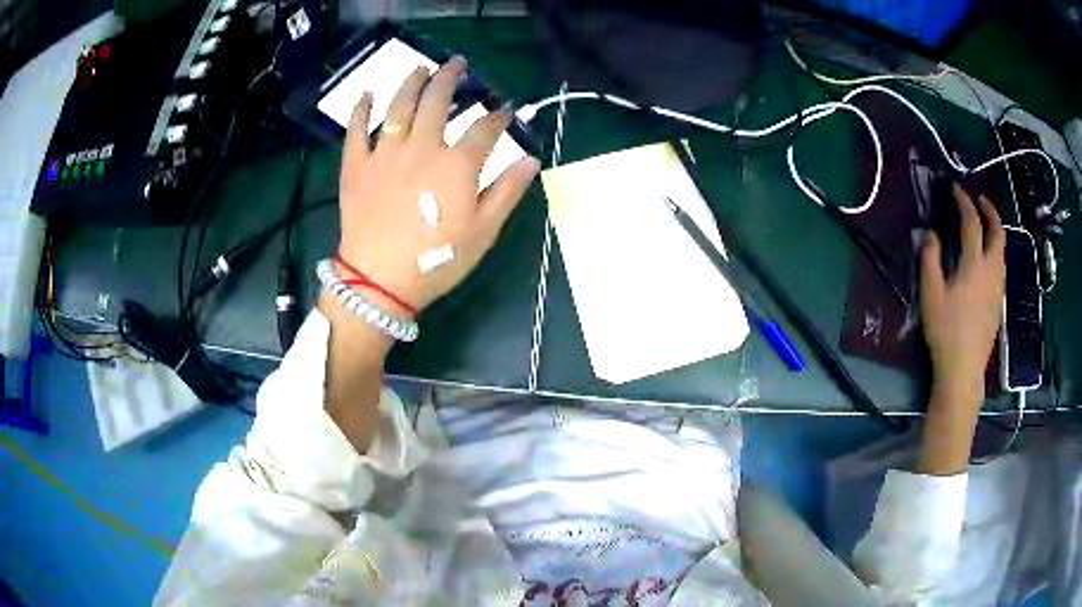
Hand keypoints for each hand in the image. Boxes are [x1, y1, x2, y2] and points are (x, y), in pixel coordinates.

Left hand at [336, 57, 539, 314]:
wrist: (378, 281)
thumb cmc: (436, 261)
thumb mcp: (483, 232)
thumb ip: (507, 192)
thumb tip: (531, 160)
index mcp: (456, 165)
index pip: (484, 129)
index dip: (498, 117)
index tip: (505, 111)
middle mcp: (421, 147)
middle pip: (438, 101)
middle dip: (451, 78)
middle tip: (457, 63)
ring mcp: (385, 153)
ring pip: (399, 106)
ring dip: (412, 82)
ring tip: (421, 68)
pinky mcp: (356, 165)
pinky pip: (356, 130)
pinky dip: (361, 109)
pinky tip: (367, 94)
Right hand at [920, 183, 1005, 402]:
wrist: (964, 370)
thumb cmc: (946, 331)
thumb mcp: (931, 294)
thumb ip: (930, 259)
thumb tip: (930, 233)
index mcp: (974, 264)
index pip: (972, 222)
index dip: (964, 202)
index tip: (955, 189)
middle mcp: (991, 270)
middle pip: (998, 232)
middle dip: (990, 211)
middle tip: (980, 200)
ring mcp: (998, 287)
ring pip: (1002, 250)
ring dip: (995, 231)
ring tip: (984, 226)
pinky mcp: (999, 302)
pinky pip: (1001, 266)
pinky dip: (995, 251)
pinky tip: (986, 259)